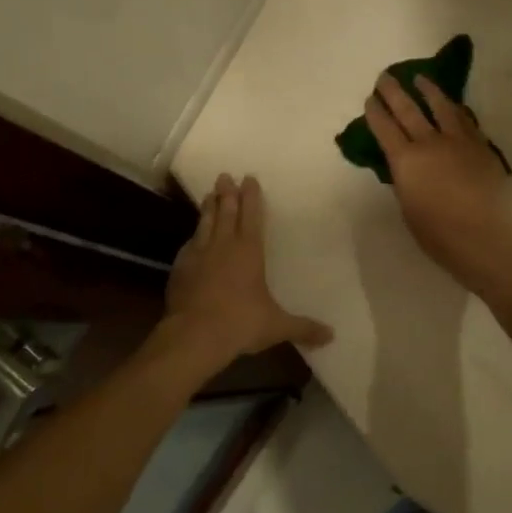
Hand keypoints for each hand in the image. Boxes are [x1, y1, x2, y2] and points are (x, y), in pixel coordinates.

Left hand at [164, 174, 332, 361]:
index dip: (251, 197)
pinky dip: (194, 236)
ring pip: (205, 223)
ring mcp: (199, 255)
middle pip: (226, 212)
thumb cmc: (241, 323)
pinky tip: (193, 236)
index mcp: (249, 252)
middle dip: (227, 193)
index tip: (249, 178)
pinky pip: (189, 245)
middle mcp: (223, 246)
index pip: (252, 216)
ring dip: (208, 208)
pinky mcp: (180, 268)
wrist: (194, 335)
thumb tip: (331, 335)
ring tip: (208, 195)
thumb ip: (303, 328)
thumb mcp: (277, 326)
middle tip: (224, 176)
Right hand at [364, 75, 511, 286]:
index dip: (375, 113)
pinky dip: (454, 109)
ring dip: (428, 90)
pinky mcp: (481, 146)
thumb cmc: (438, 234)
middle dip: (394, 92)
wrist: (483, 236)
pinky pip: (465, 120)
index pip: (384, 129)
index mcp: (405, 161)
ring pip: (441, 107)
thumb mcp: (408, 207)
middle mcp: (429, 143)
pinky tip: (452, 105)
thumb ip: (406, 181)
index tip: (370, 100)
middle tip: (385, 77)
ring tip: (420, 79)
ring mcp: (458, 141)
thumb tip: (408, 168)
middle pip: (408, 110)